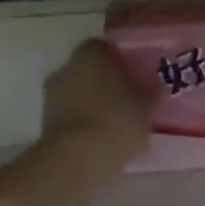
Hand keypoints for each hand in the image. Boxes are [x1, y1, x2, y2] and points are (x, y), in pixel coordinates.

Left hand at [41, 39, 151, 172]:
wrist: (77, 157)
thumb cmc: (116, 120)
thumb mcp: (145, 108)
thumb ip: (152, 94)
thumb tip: (159, 87)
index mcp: (92, 54)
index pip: (104, 48)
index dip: (120, 60)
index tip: (133, 75)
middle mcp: (67, 68)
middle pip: (88, 70)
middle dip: (105, 82)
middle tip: (127, 99)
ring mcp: (52, 95)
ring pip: (77, 93)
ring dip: (92, 103)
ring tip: (115, 123)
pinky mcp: (45, 122)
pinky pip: (70, 115)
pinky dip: (82, 122)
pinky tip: (100, 138)